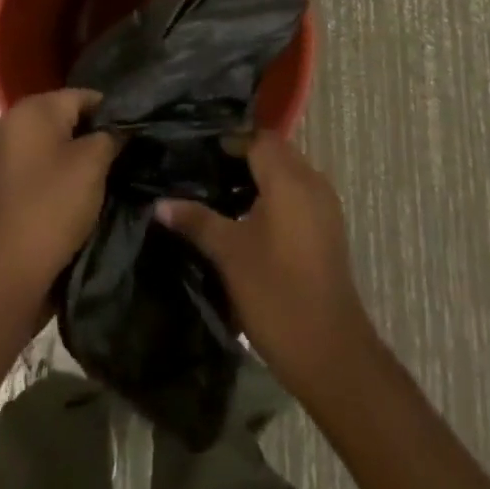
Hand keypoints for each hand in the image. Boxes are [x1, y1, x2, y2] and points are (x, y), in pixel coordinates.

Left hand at [0, 89, 118, 308]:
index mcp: (33, 109)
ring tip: (111, 172)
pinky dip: (65, 172)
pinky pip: (46, 164)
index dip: (114, 113)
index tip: (137, 133)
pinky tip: (85, 190)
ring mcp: (8, 154)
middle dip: (98, 133)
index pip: (86, 95)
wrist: (11, 271)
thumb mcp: (94, 163)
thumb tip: (124, 127)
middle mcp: (16, 122)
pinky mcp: (9, 182)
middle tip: (127, 153)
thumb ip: (112, 134)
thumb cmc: (54, 204)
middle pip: (70, 117)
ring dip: (83, 155)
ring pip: (59, 143)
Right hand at [157, 135, 375, 392]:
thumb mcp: (229, 254)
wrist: (330, 350)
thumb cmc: (275, 293)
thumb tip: (160, 204)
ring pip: (289, 172)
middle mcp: (312, 181)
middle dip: (243, 156)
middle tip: (206, 171)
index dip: (230, 141)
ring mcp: (325, 205)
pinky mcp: (328, 227)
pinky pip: (299, 193)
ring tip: (222, 194)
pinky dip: (276, 194)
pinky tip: (250, 219)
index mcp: (289, 178)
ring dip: (261, 176)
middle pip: (276, 151)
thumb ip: (197, 221)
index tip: (199, 152)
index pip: (258, 138)